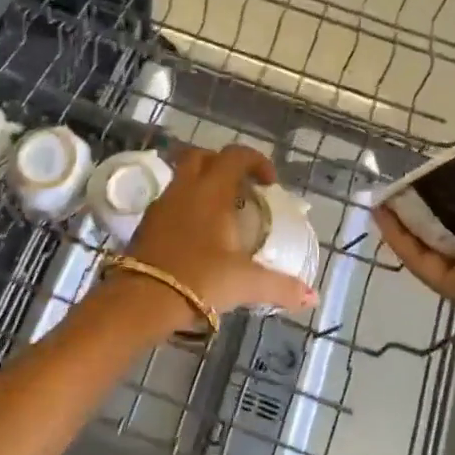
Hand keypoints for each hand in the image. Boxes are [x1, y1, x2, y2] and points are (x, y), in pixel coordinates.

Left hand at [121, 144, 317, 326]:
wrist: (142, 299)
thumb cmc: (199, 280)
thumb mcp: (245, 283)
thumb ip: (281, 287)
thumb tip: (312, 297)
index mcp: (212, 191)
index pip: (235, 156)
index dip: (256, 161)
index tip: (269, 183)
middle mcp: (185, 188)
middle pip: (202, 156)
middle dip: (223, 165)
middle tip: (241, 189)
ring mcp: (162, 204)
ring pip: (182, 178)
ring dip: (202, 185)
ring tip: (221, 214)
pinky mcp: (146, 223)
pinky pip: (171, 201)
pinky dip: (187, 207)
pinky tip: (197, 235)